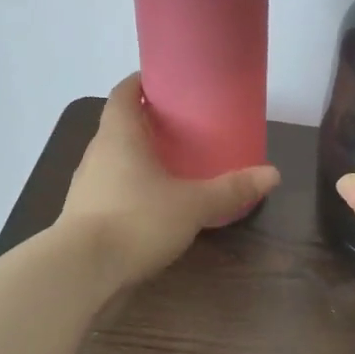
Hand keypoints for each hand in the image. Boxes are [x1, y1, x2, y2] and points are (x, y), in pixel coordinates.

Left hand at [59, 75, 279, 290]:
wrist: (81, 273)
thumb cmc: (136, 221)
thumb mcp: (192, 204)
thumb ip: (231, 189)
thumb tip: (273, 174)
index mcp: (118, 135)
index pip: (124, 93)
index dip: (141, 82)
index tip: (166, 80)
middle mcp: (98, 154)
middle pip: (120, 125)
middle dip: (147, 121)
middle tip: (182, 124)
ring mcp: (87, 186)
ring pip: (115, 158)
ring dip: (138, 155)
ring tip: (172, 162)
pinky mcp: (85, 216)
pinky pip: (112, 188)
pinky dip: (132, 186)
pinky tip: (155, 202)